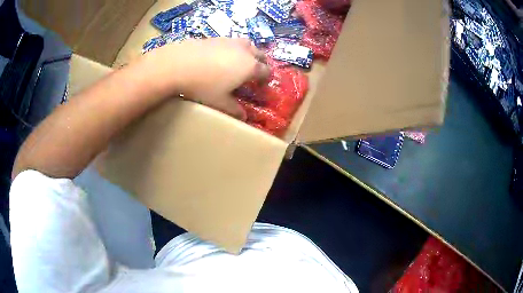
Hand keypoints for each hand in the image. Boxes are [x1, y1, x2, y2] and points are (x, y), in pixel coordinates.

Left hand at [141, 38, 269, 119]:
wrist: (177, 65)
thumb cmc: (203, 86)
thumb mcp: (220, 102)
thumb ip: (234, 110)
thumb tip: (244, 116)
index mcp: (250, 66)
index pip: (266, 71)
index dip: (266, 80)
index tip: (261, 87)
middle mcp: (244, 51)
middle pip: (260, 54)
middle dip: (261, 63)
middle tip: (253, 73)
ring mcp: (230, 41)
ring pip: (247, 44)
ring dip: (248, 52)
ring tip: (239, 61)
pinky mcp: (216, 37)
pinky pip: (231, 42)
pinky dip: (232, 48)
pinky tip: (219, 57)